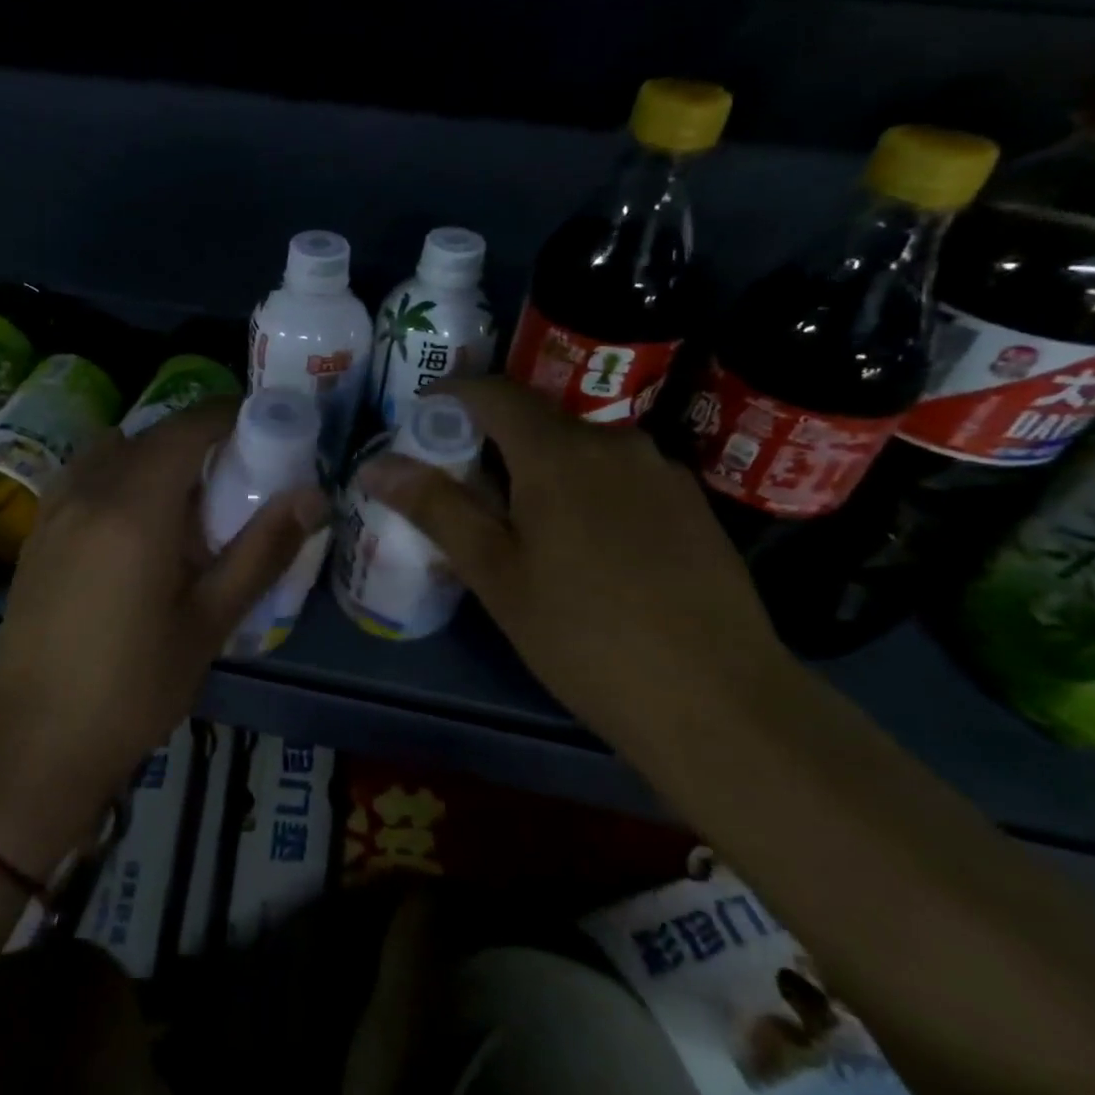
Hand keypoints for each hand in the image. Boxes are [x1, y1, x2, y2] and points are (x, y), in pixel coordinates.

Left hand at [0, 398, 328, 877]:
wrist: (39, 741)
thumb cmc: (136, 686)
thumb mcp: (211, 621)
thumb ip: (262, 550)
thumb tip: (312, 496)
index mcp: (135, 508)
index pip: (186, 429)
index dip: (225, 416)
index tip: (260, 429)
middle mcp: (88, 492)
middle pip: (149, 436)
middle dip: (195, 440)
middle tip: (234, 474)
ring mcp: (53, 510)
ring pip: (111, 453)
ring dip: (151, 457)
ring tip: (183, 501)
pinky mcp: (36, 534)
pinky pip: (82, 478)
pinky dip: (116, 477)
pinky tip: (133, 527)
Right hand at [356, 377, 790, 740]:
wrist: (720, 701)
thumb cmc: (585, 636)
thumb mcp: (496, 575)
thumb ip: (436, 508)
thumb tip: (375, 465)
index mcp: (559, 452)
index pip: (493, 393)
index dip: (450, 395)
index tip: (419, 418)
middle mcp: (614, 442)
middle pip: (537, 419)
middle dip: (491, 438)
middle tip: (459, 484)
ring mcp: (661, 471)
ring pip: (580, 448)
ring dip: (539, 466)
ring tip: (517, 519)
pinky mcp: (690, 505)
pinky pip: (619, 475)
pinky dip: (583, 488)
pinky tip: (582, 544)